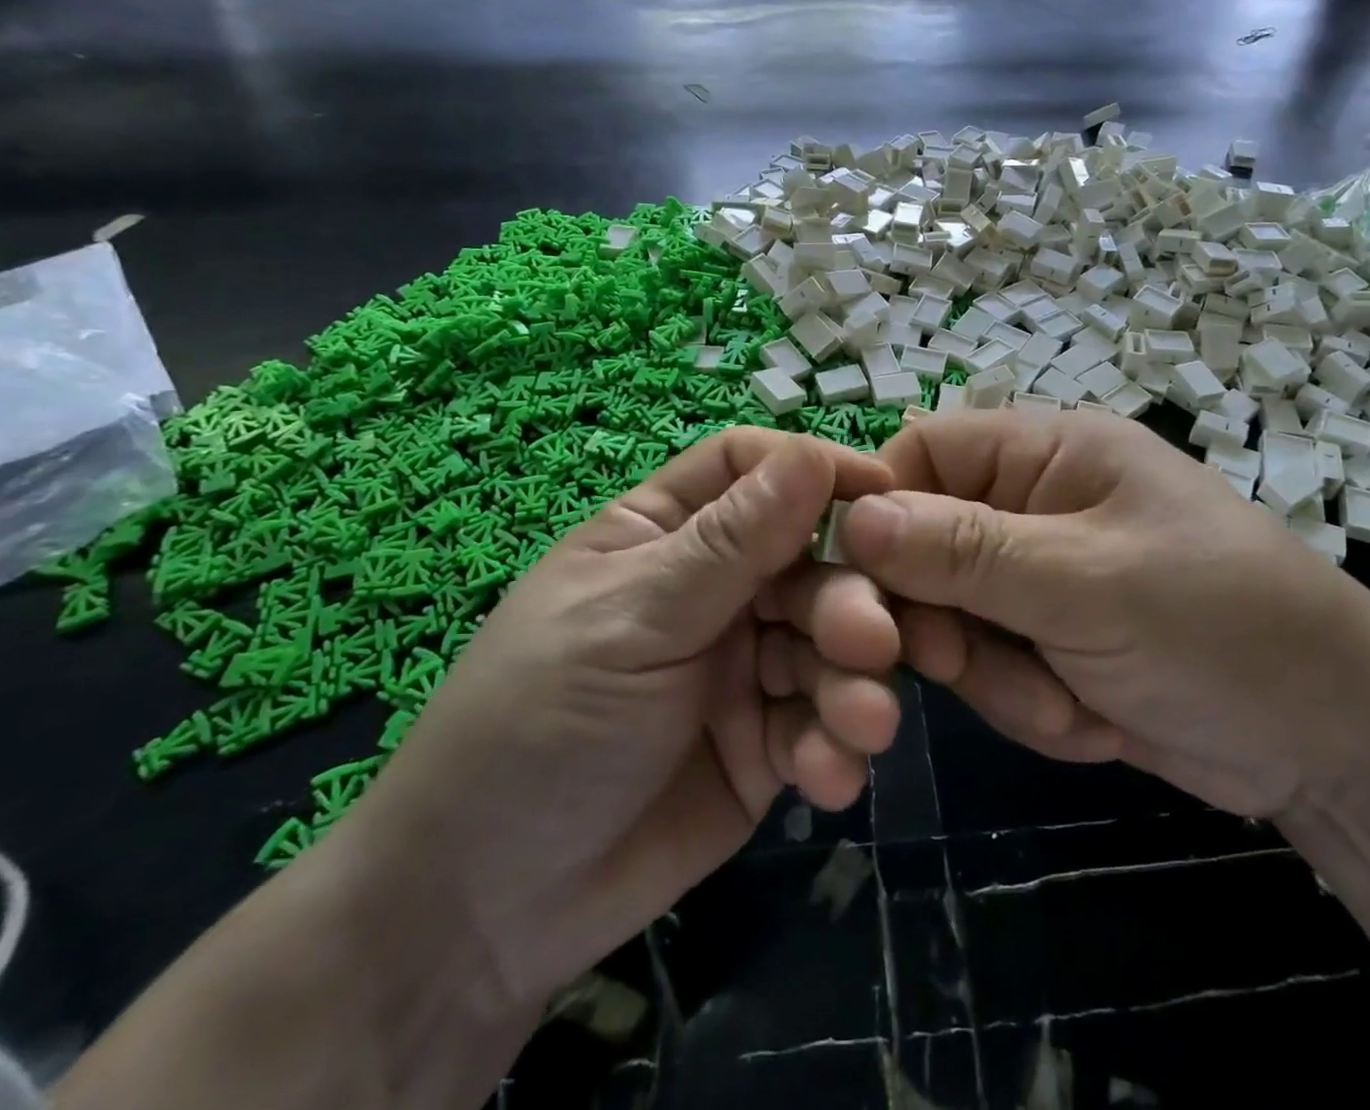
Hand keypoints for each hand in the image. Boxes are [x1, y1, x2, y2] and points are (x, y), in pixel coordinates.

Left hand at [332, 428, 899, 1014]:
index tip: (886, 493)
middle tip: (872, 643)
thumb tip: (813, 454)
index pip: (753, 470)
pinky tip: (827, 780)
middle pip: (810, 561)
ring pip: (830, 643)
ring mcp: (745, 664)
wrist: (483, 914)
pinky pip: (822, 723)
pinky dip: (835, 745)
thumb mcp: (632, 620)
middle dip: (848, 599)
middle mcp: (715, 588)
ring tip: (860, 726)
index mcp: (668, 534)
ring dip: (854, 680)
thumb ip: (729, 544)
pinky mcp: (767, 740)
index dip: (817, 470)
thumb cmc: (537, 724)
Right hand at [807, 411, 1369, 819]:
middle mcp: (1032, 504)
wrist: (1336, 745)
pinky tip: (1093, 722)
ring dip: (996, 674)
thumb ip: (965, 551)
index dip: (880, 510)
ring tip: (1070, 704)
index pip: (922, 454)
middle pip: (923, 544)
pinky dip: (1027, 704)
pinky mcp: (1047, 641)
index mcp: (1047, 452)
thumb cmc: (1221, 627)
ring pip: (950, 617)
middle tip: (962, 662)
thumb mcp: (1087, 582)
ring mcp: (1038, 577)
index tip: (864, 585)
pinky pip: (990, 666)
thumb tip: (854, 518)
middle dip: (943, 616)